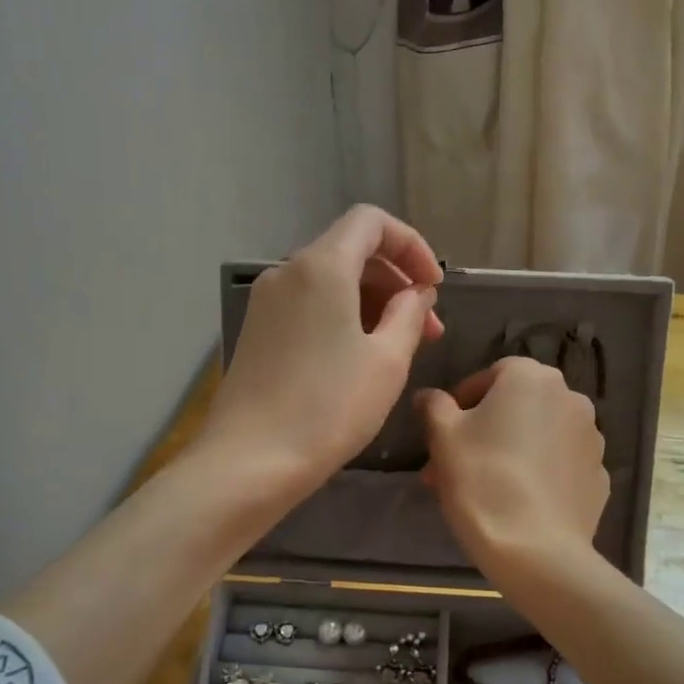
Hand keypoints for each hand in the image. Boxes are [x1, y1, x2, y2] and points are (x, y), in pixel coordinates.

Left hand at [199, 205, 444, 498]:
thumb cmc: (328, 408)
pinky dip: (343, 317)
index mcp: (321, 266)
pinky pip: (309, 305)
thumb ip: (410, 315)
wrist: (249, 461)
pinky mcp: (258, 331)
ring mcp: (267, 302)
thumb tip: (416, 294)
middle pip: (351, 251)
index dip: (411, 246)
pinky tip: (360, 358)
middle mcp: (287, 272)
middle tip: (428, 329)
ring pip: (330, 281)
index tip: (434, 288)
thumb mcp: (387, 360)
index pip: (371, 222)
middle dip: (396, 281)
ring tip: (400, 348)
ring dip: (372, 303)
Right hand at [415, 357, 608, 584]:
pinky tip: (518, 502)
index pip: (491, 375)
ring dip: (512, 449)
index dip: (462, 401)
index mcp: (531, 378)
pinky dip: (540, 473)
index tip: (443, 432)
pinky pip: (560, 465)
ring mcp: (591, 438)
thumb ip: (434, 406)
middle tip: (455, 464)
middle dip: (484, 429)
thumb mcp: (443, 437)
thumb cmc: (482, 479)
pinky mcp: (599, 476)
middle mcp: (570, 397)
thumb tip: (429, 396)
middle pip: (516, 406)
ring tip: (483, 487)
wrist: (536, 550)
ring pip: (539, 435)